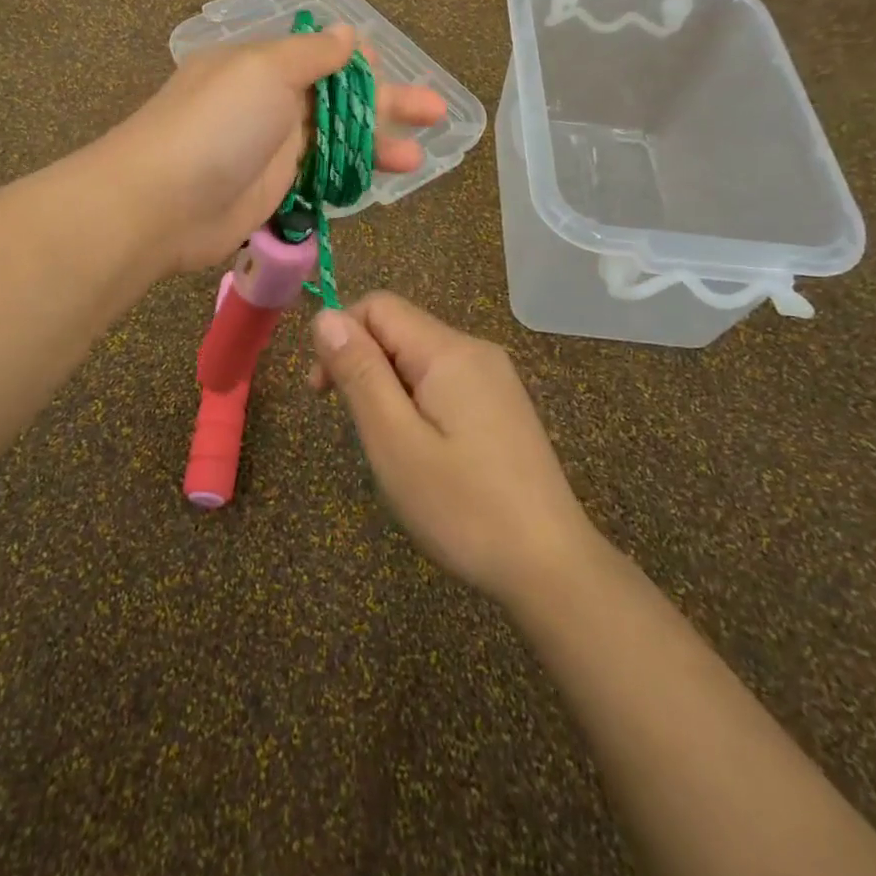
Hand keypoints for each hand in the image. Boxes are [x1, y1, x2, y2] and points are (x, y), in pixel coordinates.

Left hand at [115, 26, 446, 274]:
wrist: (162, 203)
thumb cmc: (217, 124)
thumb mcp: (264, 70)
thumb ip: (311, 54)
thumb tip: (346, 31)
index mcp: (263, 65)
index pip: (319, 55)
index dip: (357, 59)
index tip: (389, 64)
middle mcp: (269, 102)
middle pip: (338, 99)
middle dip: (388, 102)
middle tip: (436, 111)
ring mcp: (273, 150)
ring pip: (336, 141)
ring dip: (378, 144)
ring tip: (421, 156)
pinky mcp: (275, 192)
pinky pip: (322, 177)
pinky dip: (352, 176)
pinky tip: (382, 181)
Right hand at [308, 292, 597, 608]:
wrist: (552, 568)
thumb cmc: (463, 507)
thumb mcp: (394, 441)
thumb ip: (359, 372)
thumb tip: (325, 316)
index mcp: (449, 351)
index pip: (378, 306)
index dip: (341, 336)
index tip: (324, 393)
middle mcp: (475, 351)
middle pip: (400, 330)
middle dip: (364, 366)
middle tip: (356, 431)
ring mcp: (495, 379)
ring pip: (420, 358)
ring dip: (389, 389)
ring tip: (390, 448)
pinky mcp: (503, 406)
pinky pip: (444, 383)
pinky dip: (417, 404)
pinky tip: (424, 453)